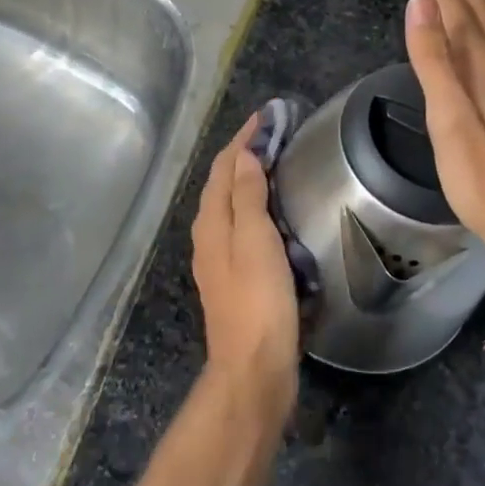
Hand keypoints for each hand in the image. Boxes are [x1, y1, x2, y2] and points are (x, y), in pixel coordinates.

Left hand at [190, 114, 299, 419]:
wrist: (254, 369)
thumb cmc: (258, 300)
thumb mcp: (254, 241)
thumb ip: (247, 196)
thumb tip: (243, 154)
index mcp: (211, 223)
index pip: (223, 167)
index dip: (242, 139)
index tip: (266, 116)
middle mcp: (209, 236)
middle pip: (223, 183)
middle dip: (244, 154)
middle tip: (274, 133)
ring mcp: (220, 259)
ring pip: (232, 205)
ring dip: (249, 178)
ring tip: (276, 162)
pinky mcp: (236, 277)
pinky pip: (243, 226)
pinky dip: (256, 205)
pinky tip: (274, 212)